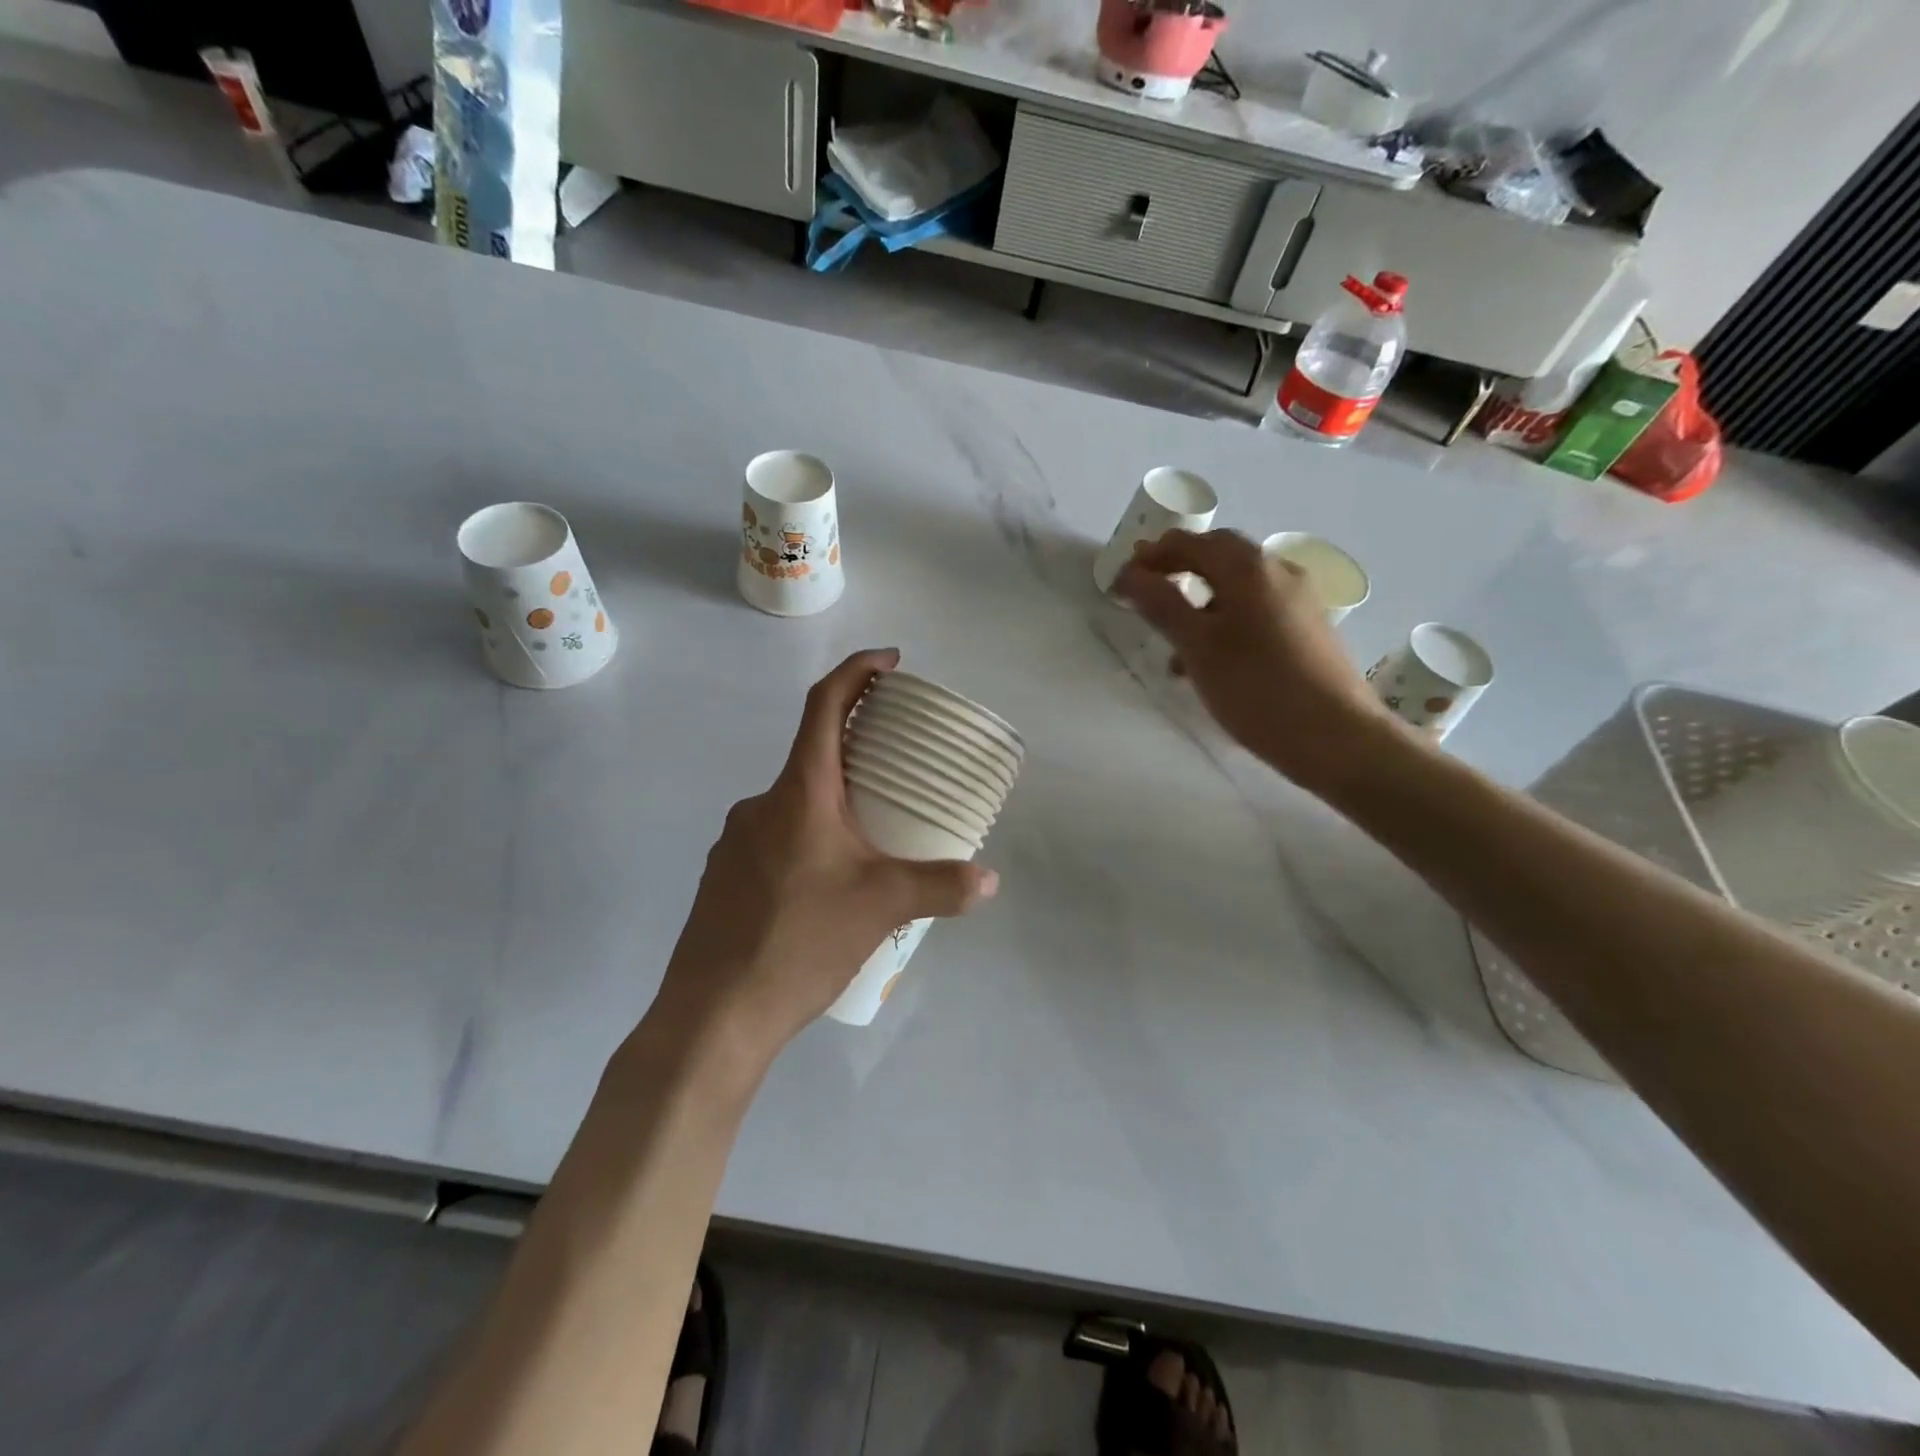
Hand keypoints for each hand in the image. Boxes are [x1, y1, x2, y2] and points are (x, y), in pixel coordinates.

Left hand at [654, 649, 998, 1059]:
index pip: (824, 706)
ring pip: (795, 803)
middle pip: (813, 754)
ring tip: (873, 840)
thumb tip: (989, 881)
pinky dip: (809, 840)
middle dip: (858, 750)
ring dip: (834, 805)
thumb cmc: (799, 941)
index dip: (858, 671)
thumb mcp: (882, 907)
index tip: (891, 661)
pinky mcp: (724, 876)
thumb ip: (940, 886)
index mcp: (798, 793)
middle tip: (900, 770)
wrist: (713, 1015)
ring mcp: (735, 841)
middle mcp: (760, 804)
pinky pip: (776, 838)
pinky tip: (829, 885)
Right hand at [1115, 529, 1394, 791]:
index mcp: (1249, 568)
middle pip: (1220, 556)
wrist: (1336, 737)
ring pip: (1239, 587)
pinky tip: (1212, 661)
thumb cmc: (1256, 688)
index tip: (1121, 578)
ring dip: (1201, 600)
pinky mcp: (1310, 629)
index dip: (1152, 556)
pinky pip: (1258, 610)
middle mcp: (1279, 572)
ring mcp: (1300, 600)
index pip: (1192, 543)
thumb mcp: (1197, 646)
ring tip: (1172, 642)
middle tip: (1146, 591)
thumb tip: (1130, 574)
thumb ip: (1161, 605)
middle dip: (1179, 569)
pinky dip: (1227, 620)